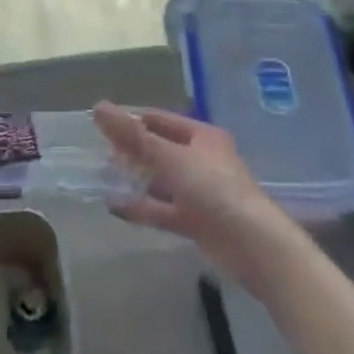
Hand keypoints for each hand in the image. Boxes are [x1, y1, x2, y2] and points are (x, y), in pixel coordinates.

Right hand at [93, 103, 295, 288]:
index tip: (101, 126)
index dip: (131, 120)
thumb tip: (98, 107)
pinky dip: (142, 207)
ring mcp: (200, 192)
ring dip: (135, 180)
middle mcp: (201, 159)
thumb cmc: (214, 189)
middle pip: (159, 149)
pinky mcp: (197, 221)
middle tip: (99, 155)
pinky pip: (163, 209)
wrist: (254, 246)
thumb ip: (133, 136)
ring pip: (160, 180)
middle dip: (130, 152)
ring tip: (102, 179)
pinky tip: (115, 207)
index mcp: (201, 136)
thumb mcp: (170, 158)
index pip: (160, 120)